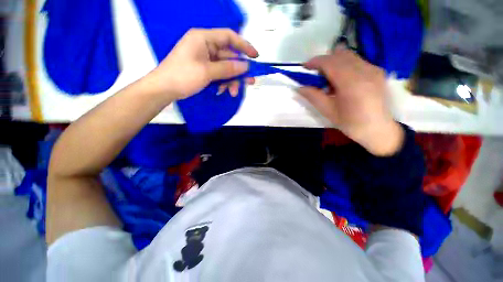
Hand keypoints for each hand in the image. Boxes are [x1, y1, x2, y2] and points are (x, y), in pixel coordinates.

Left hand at [145, 28, 258, 100]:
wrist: (164, 89)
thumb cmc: (182, 76)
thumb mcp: (207, 72)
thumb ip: (227, 69)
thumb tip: (245, 66)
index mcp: (203, 39)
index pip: (229, 37)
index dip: (244, 46)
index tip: (255, 56)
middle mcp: (205, 46)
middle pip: (229, 57)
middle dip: (239, 71)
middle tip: (250, 81)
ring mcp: (205, 59)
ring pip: (225, 68)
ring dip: (231, 81)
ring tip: (233, 92)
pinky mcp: (204, 69)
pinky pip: (219, 74)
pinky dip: (223, 83)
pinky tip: (224, 91)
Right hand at [297, 47, 403, 155]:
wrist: (378, 129)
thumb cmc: (351, 123)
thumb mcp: (328, 111)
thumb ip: (313, 96)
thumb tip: (299, 88)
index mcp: (351, 83)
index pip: (330, 62)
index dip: (315, 61)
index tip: (305, 67)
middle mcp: (364, 70)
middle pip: (340, 54)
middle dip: (324, 61)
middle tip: (316, 74)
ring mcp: (374, 69)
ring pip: (349, 55)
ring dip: (335, 62)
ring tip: (329, 79)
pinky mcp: (378, 71)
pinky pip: (357, 61)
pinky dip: (345, 65)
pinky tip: (343, 81)